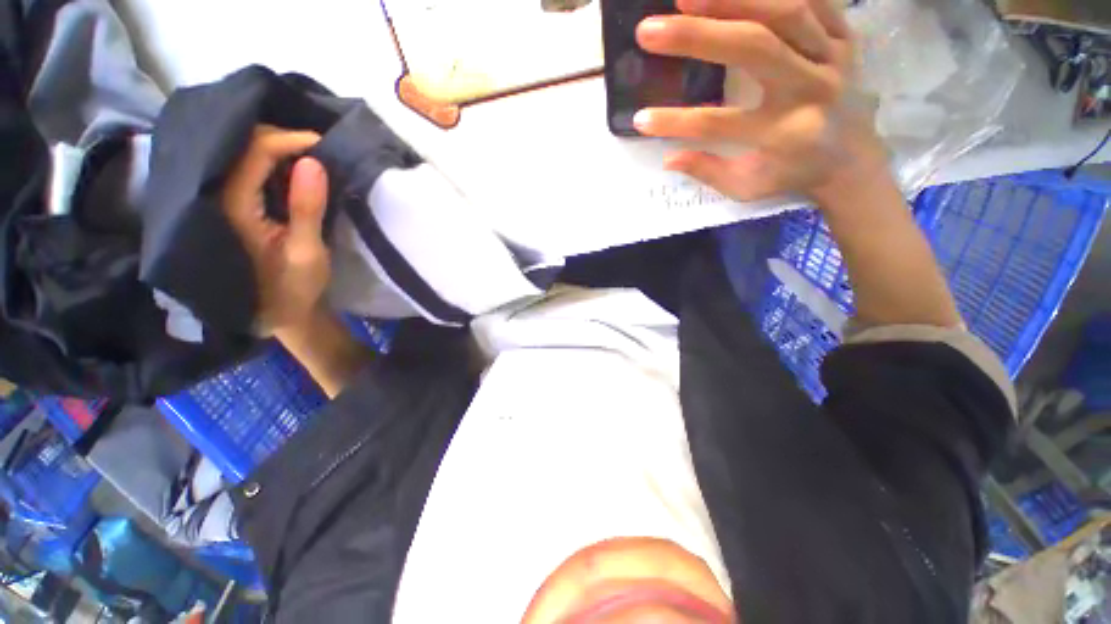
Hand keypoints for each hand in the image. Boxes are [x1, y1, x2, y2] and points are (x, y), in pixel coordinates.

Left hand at [222, 125, 329, 334]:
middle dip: (279, 139)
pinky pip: (245, 170)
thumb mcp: (307, 253)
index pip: (252, 153)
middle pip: (240, 147)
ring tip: (307, 153)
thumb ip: (307, 208)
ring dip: (274, 148)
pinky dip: (270, 162)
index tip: (321, 142)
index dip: (287, 140)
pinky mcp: (231, 207)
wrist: (276, 313)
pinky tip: (290, 167)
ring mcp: (222, 201)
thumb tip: (313, 162)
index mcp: (232, 208)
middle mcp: (218, 197)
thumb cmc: (293, 288)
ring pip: (241, 155)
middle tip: (316, 147)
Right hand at [633, 0, 886, 205]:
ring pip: (786, 11)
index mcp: (783, 134)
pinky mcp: (845, 35)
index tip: (641, 118)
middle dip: (699, 35)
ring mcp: (833, 56)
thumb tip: (669, 157)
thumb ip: (708, 171)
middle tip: (652, 29)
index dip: (675, 122)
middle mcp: (811, 89)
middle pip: (754, 48)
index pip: (719, 123)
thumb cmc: (793, 174)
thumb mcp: (747, 186)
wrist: (854, 160)